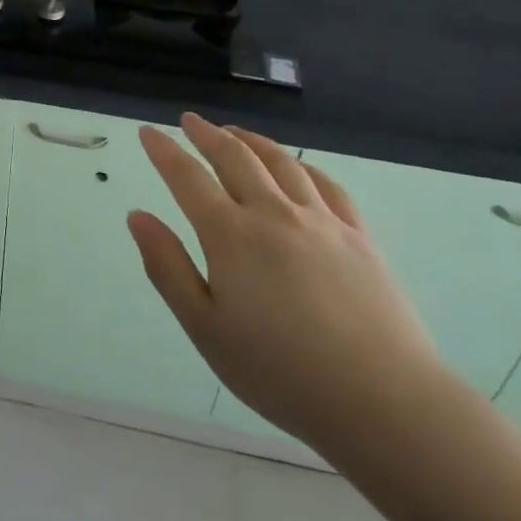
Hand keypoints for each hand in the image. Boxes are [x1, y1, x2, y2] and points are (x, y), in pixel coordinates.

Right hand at [129, 114, 445, 457]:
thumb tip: (138, 216)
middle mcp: (273, 214)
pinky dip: (303, 166)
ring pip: (281, 163)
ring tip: (235, 133)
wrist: (381, 399)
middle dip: (207, 135)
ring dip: (252, 142)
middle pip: (235, 158)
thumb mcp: (205, 328)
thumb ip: (167, 267)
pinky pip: (326, 185)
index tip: (148, 132)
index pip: (188, 178)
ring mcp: (321, 221)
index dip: (165, 151)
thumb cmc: (279, 371)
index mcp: (230, 235)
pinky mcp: (359, 236)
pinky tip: (298, 167)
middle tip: (190, 121)